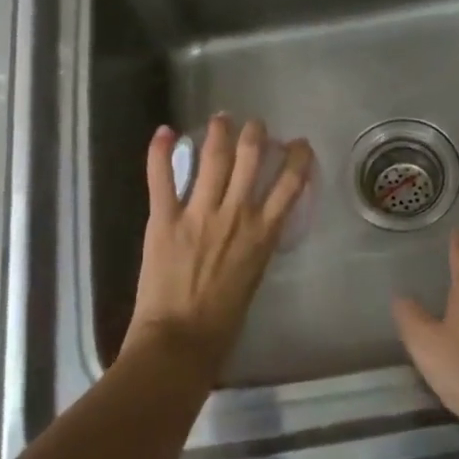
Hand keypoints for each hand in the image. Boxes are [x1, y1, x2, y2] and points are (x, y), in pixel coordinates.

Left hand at [125, 116, 313, 380]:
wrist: (181, 340)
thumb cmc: (224, 319)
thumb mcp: (255, 275)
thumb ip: (257, 243)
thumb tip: (256, 223)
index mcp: (263, 232)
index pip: (290, 183)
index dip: (298, 157)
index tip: (299, 144)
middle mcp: (236, 214)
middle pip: (251, 158)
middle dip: (256, 134)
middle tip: (255, 124)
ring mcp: (198, 213)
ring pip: (213, 159)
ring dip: (219, 133)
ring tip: (221, 118)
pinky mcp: (164, 219)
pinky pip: (161, 178)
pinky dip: (159, 152)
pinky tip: (163, 131)